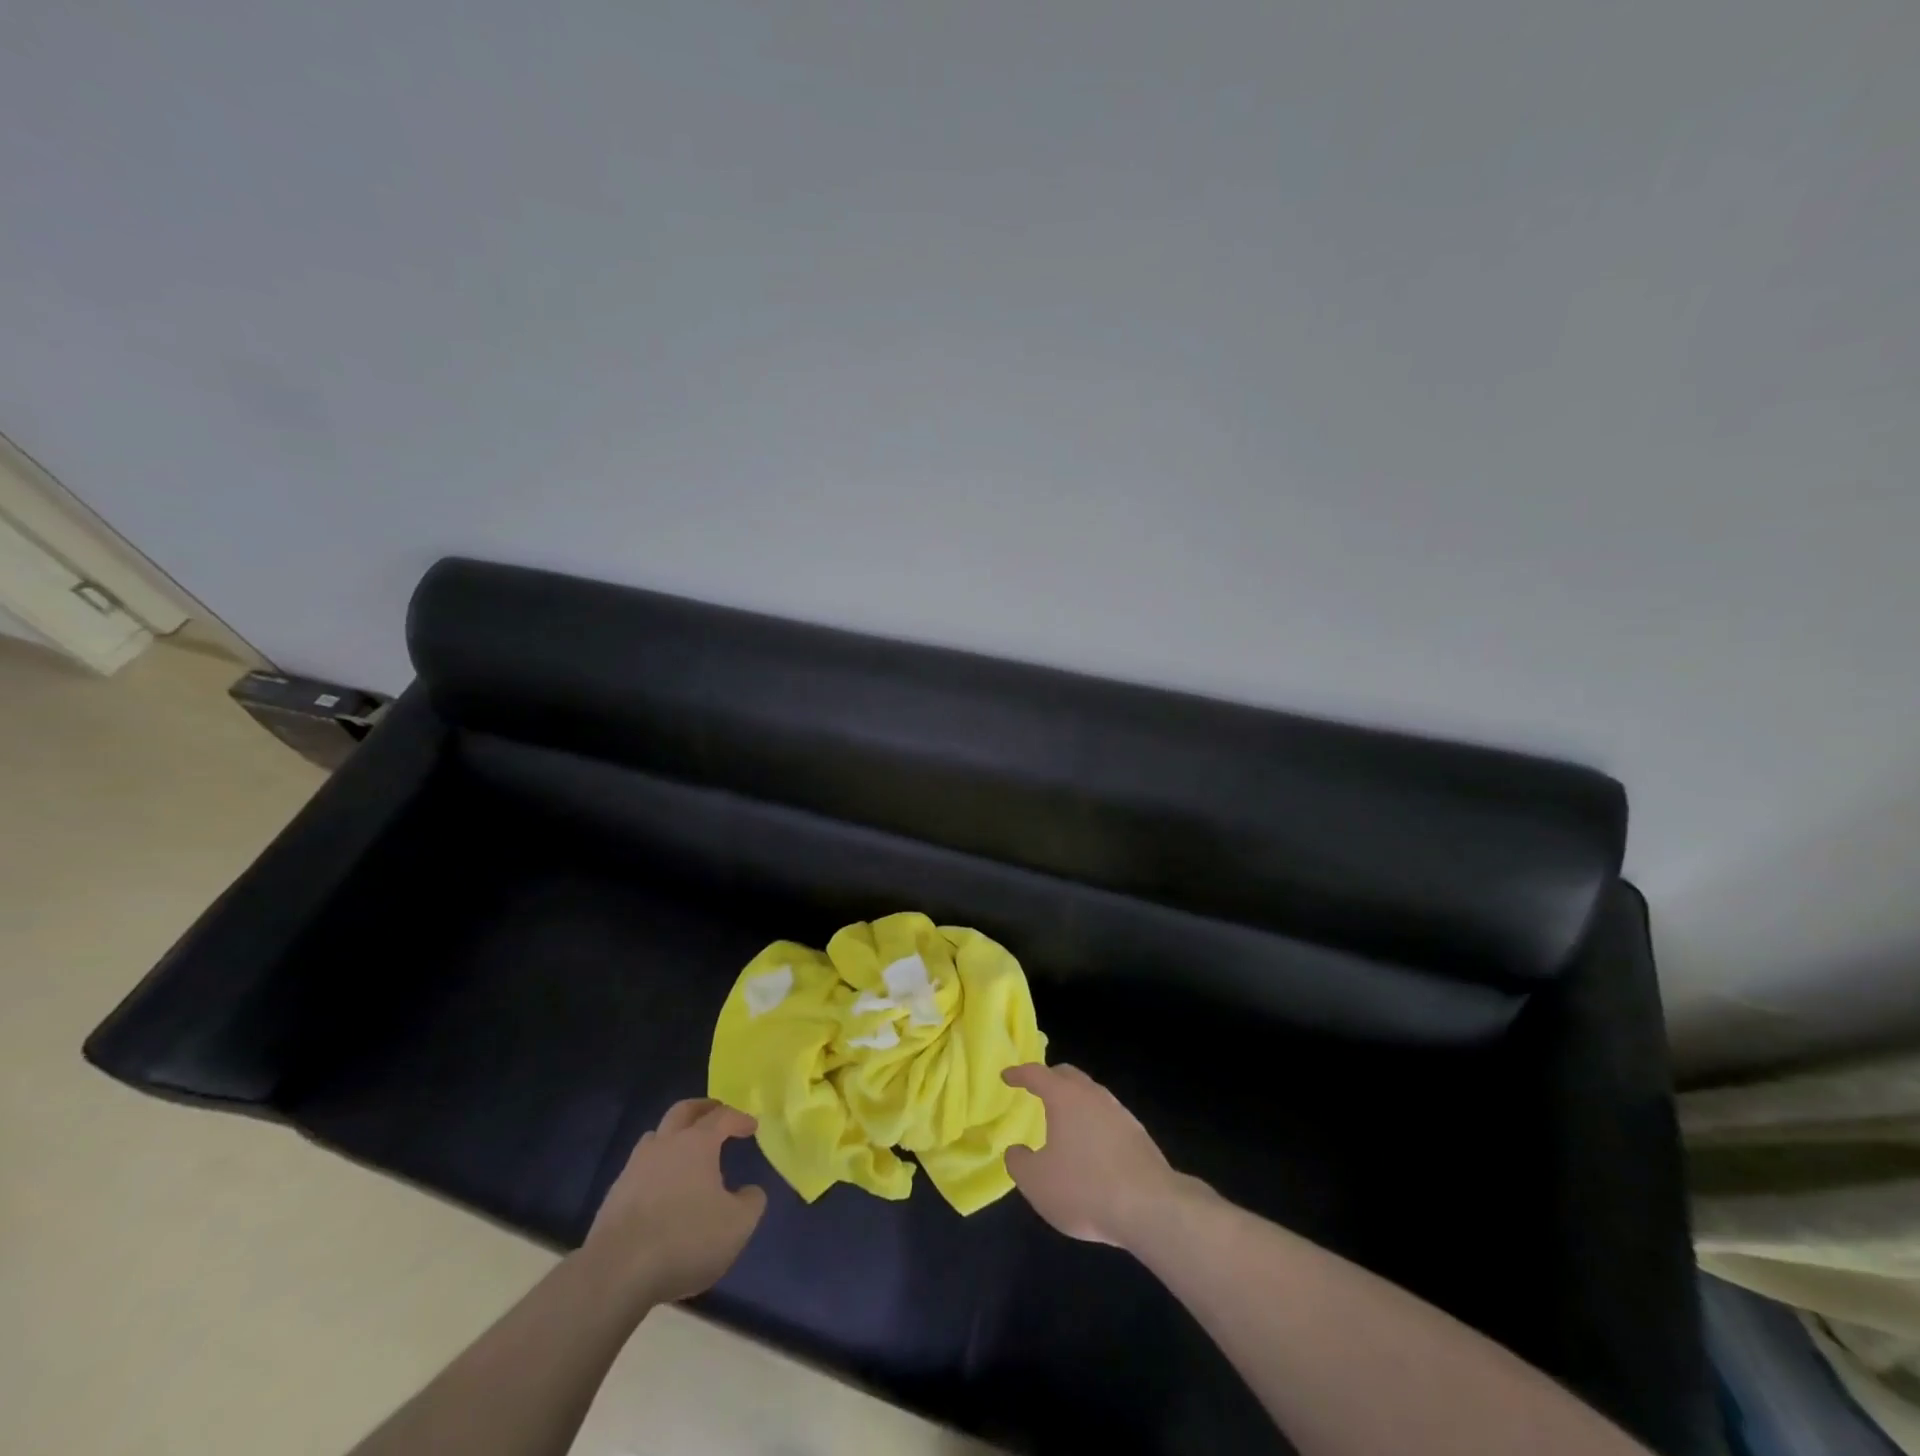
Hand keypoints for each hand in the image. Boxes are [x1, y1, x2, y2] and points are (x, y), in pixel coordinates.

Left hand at [583, 1098, 766, 1304]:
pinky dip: (654, 1169)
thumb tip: (749, 1191)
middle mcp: (665, 1144)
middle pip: (683, 1111)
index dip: (739, 1118)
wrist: (617, 1272)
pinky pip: (639, 1169)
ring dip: (673, 1137)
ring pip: (656, 1137)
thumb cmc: (686, 1239)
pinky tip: (660, 1191)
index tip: (751, 1127)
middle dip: (702, 1109)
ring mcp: (634, 1168)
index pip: (722, 1117)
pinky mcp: (614, 1195)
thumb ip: (751, 1201)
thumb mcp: (737, 1225)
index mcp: (697, 1143)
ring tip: (685, 1151)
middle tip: (716, 1113)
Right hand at [1002, 1063, 1182, 1247]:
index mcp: (1064, 1097)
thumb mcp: (1036, 1182)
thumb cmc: (1084, 1188)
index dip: (1019, 1074)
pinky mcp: (1138, 1135)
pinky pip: (1107, 1117)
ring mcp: (1119, 1112)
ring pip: (1091, 1095)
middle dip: (1049, 1079)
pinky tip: (1090, 1147)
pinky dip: (1093, 1123)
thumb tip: (1017, 1151)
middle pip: (1068, 1076)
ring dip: (1074, 1102)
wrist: (1150, 1207)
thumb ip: (1019, 1162)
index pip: (1036, 1074)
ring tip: (1063, 1121)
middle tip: (1035, 1090)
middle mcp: (1093, 1095)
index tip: (1007, 1076)